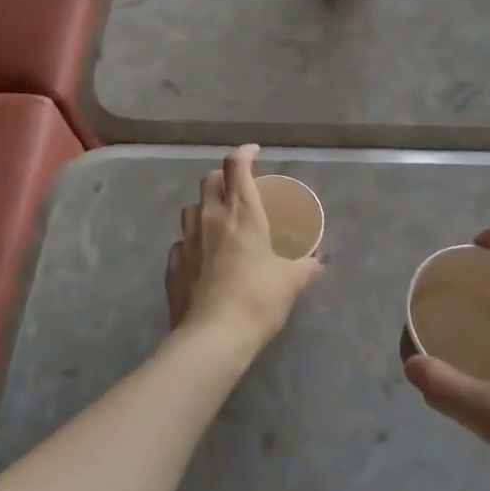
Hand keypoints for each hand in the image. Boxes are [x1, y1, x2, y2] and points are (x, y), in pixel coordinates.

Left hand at [167, 145, 321, 354]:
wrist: (213, 338)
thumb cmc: (257, 298)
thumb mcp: (291, 282)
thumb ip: (306, 267)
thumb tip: (317, 263)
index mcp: (241, 212)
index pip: (236, 165)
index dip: (244, 153)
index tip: (254, 153)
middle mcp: (210, 218)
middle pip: (209, 180)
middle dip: (223, 177)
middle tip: (238, 189)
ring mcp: (186, 241)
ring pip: (191, 208)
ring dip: (204, 206)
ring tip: (219, 220)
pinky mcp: (172, 266)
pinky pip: (180, 243)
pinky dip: (192, 242)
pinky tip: (202, 257)